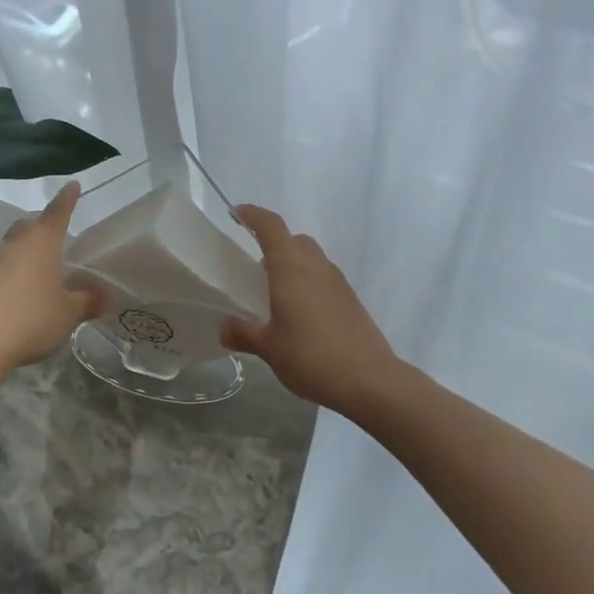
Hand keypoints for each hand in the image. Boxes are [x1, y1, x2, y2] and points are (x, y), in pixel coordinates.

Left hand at [0, 182, 107, 369]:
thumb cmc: (33, 318)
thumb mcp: (69, 312)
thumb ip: (88, 301)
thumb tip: (107, 297)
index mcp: (42, 242)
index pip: (58, 212)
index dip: (67, 199)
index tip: (73, 185)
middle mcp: (16, 244)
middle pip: (30, 224)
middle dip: (44, 224)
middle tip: (59, 232)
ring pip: (14, 243)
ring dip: (28, 247)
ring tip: (43, 262)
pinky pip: (4, 263)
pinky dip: (16, 266)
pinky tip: (25, 285)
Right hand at [221, 205, 396, 415]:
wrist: (369, 380)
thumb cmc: (310, 356)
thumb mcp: (268, 348)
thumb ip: (244, 333)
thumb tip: (224, 328)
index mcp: (290, 268)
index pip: (271, 227)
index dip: (253, 215)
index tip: (237, 213)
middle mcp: (315, 266)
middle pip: (294, 240)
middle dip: (274, 244)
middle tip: (255, 268)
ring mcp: (337, 282)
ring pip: (312, 258)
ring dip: (293, 265)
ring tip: (276, 295)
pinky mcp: (351, 300)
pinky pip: (324, 279)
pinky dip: (309, 284)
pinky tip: (300, 314)